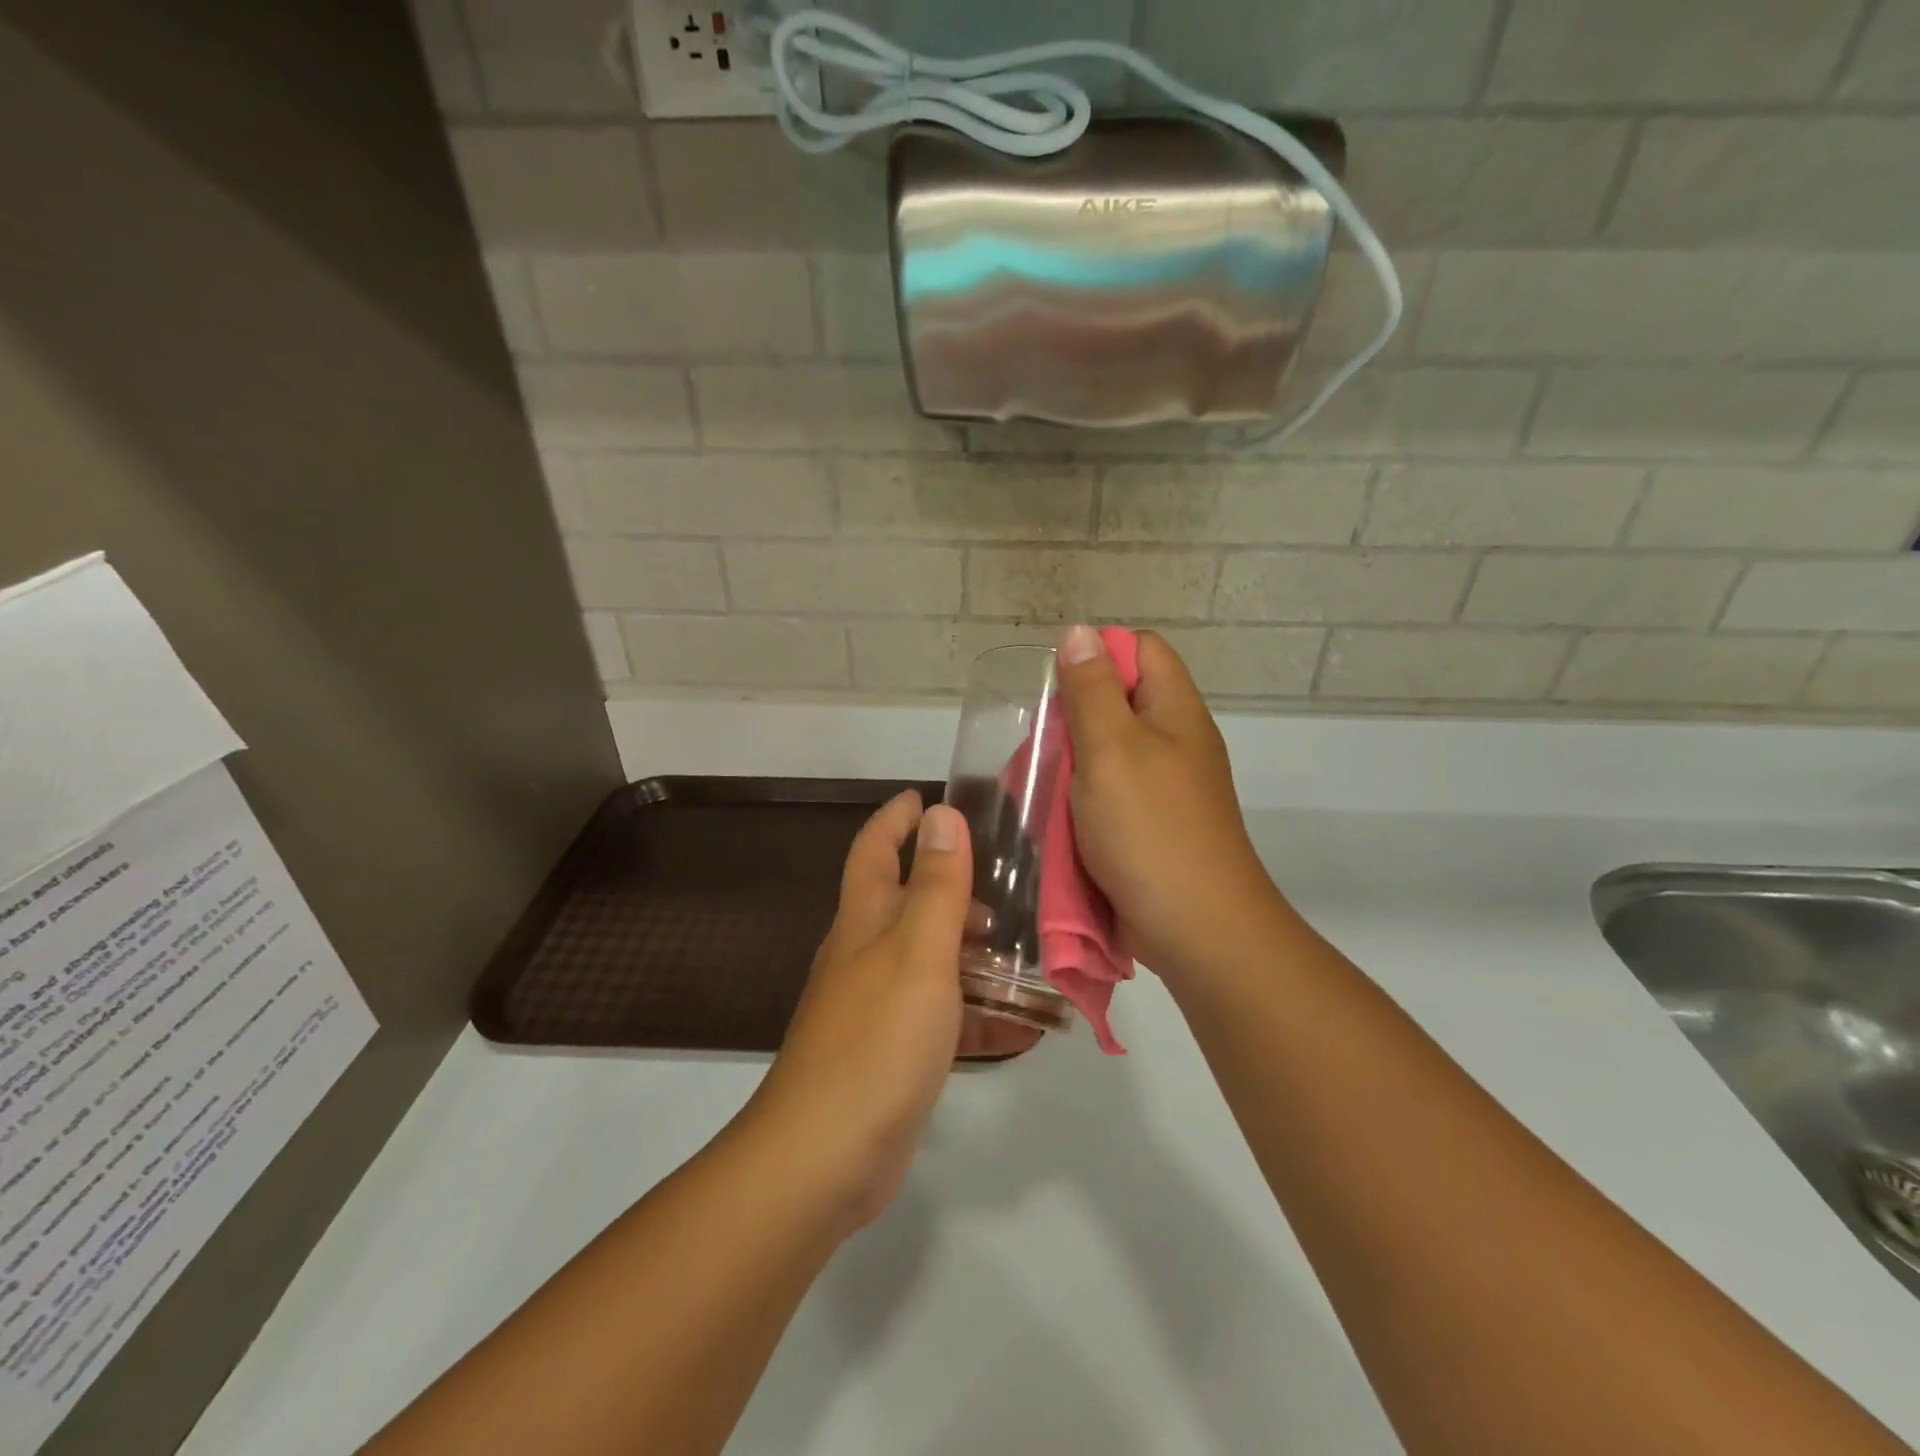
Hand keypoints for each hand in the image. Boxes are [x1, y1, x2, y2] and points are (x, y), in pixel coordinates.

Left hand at [748, 792, 1033, 1229]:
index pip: (874, 849)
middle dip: (948, 883)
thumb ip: (936, 885)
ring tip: (1026, 948)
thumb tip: (941, 815)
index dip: (896, 818)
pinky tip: (1022, 1024)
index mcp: (865, 921)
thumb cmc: (876, 1039)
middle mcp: (865, 955)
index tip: (928, 796)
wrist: (824, 1157)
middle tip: (1004, 881)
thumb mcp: (918, 951)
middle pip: (905, 901)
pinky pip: (942, 1017)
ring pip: (930, 960)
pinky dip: (977, 1013)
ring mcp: (876, 1006)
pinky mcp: (892, 1052)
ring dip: (972, 951)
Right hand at [1056, 626, 1285, 981]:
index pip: (1141, 650)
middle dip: (1074, 717)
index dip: (1097, 656)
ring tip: (1040, 785)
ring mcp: (1168, 788)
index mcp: (1176, 711)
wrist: (1198, 929)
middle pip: (1120, 702)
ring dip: (1073, 765)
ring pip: (1110, 753)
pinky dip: (1083, 801)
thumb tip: (1079, 632)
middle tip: (1042, 745)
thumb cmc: (1150, 830)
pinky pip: (1111, 796)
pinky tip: (1058, 819)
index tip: (1057, 689)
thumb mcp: (1111, 749)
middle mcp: (1177, 742)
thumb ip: (1091, 689)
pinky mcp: (1153, 827)